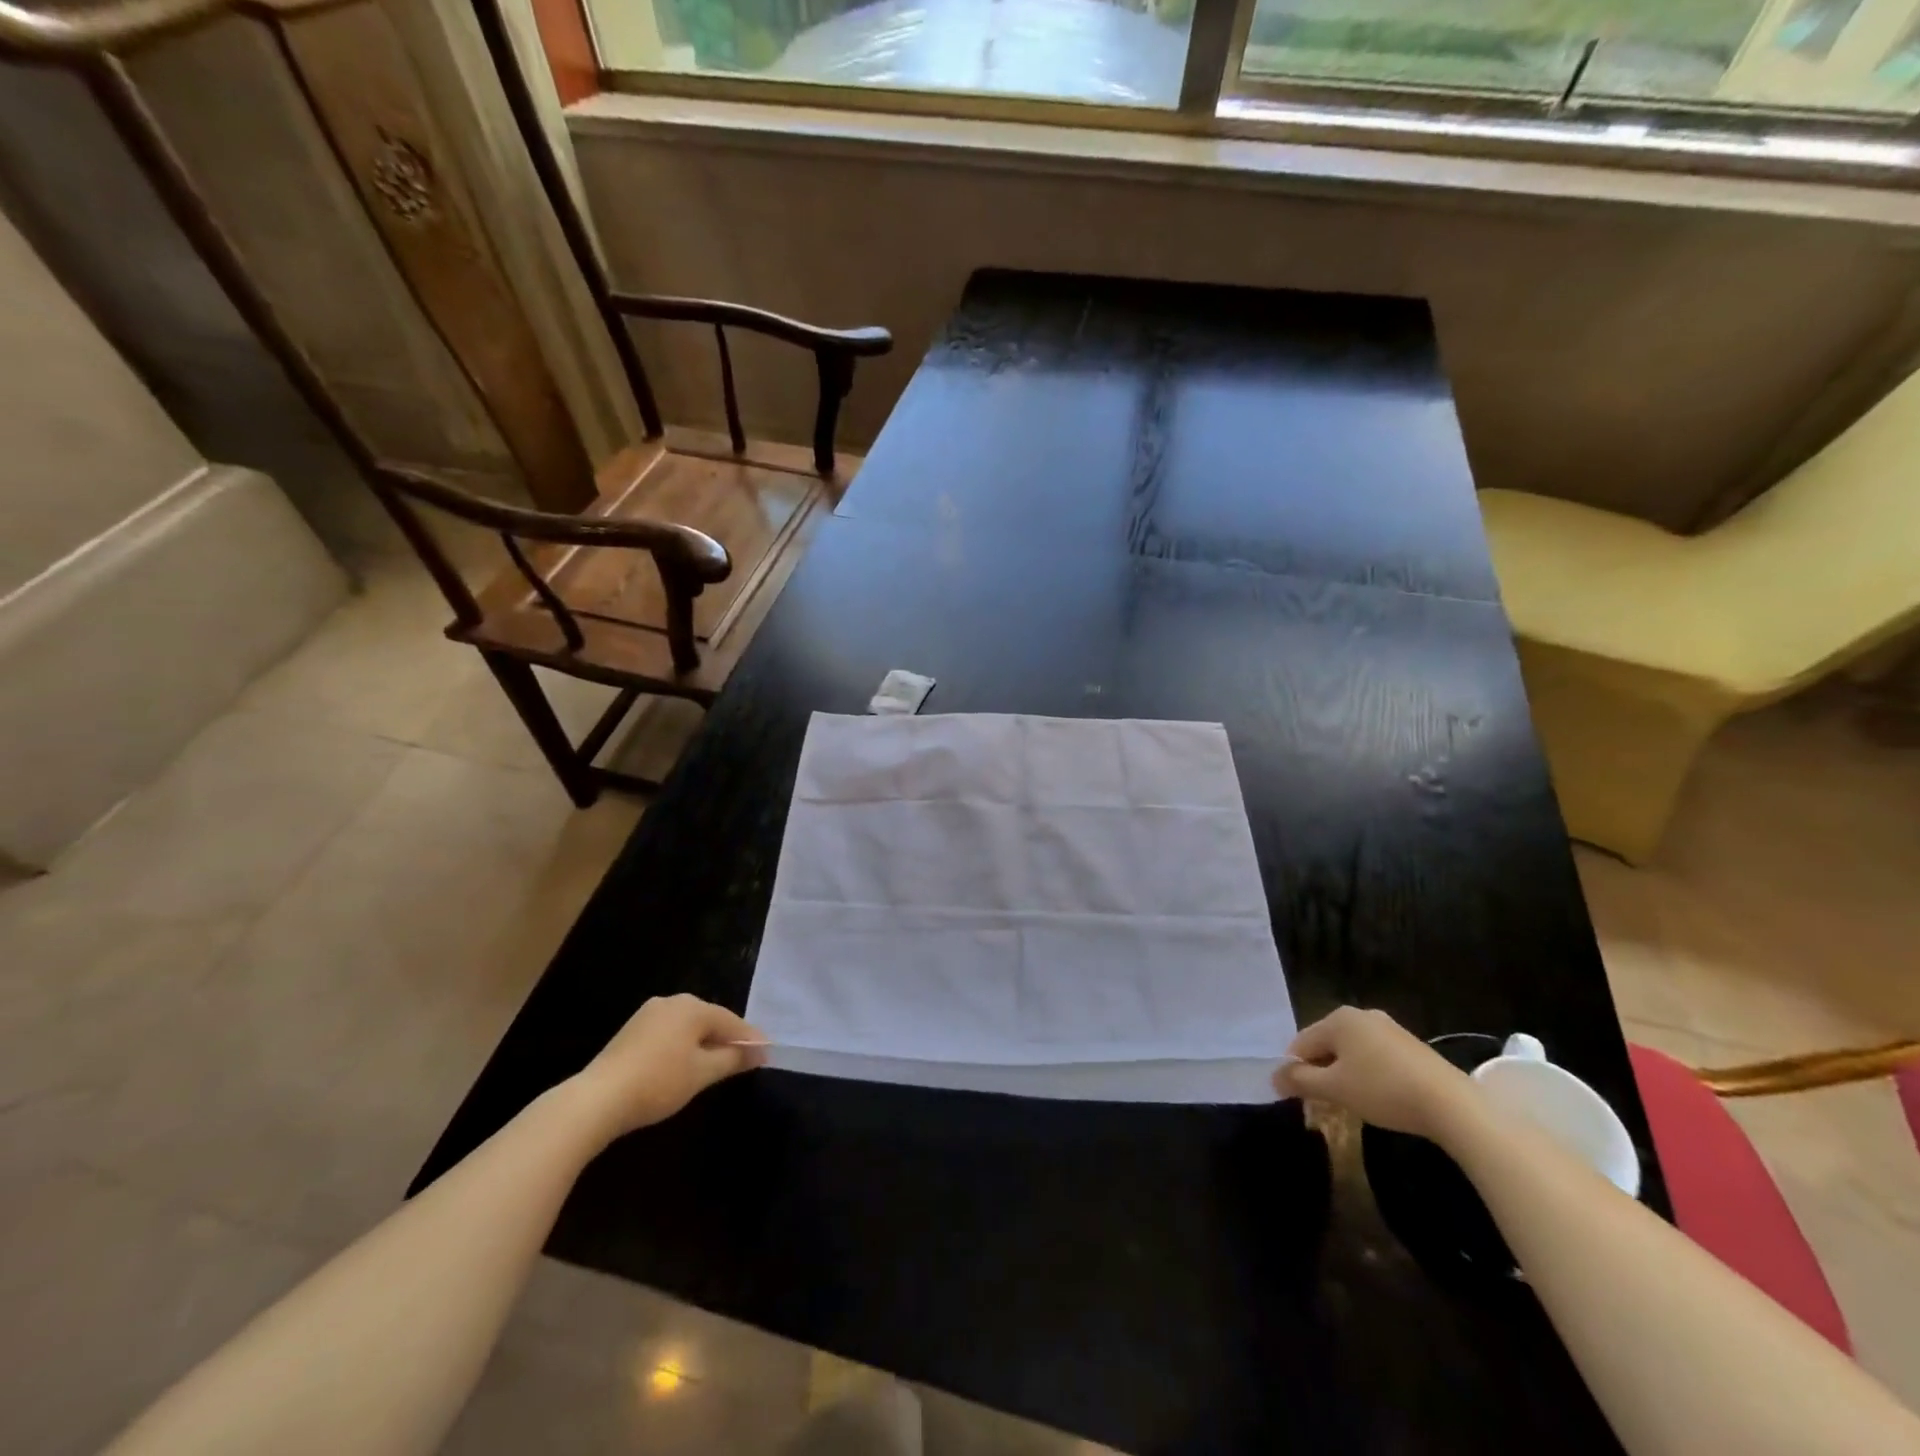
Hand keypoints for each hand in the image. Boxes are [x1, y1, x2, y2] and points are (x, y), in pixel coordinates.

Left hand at [575, 994, 767, 1138]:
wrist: (597, 1099)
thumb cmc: (658, 1082)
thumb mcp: (702, 1073)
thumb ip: (733, 1059)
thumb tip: (760, 1051)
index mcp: (692, 1007)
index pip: (731, 1021)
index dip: (750, 1039)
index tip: (766, 1054)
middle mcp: (672, 1001)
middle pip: (710, 1020)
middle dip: (727, 1039)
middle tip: (745, 1059)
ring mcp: (649, 1014)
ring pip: (688, 1027)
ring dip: (705, 1043)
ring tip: (717, 1065)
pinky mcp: (632, 1030)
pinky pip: (670, 1033)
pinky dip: (683, 1046)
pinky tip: (684, 1065)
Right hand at [1273, 1006, 1473, 1140]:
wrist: (1452, 1105)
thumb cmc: (1383, 1090)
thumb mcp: (1335, 1089)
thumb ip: (1299, 1081)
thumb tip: (1274, 1077)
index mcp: (1338, 1018)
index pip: (1302, 1043)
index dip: (1295, 1070)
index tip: (1299, 1098)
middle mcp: (1361, 1015)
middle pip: (1326, 1045)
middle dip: (1321, 1072)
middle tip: (1325, 1103)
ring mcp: (1389, 1028)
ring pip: (1351, 1052)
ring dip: (1344, 1075)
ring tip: (1351, 1103)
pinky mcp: (1411, 1046)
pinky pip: (1375, 1057)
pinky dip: (1368, 1075)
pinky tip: (1378, 1097)